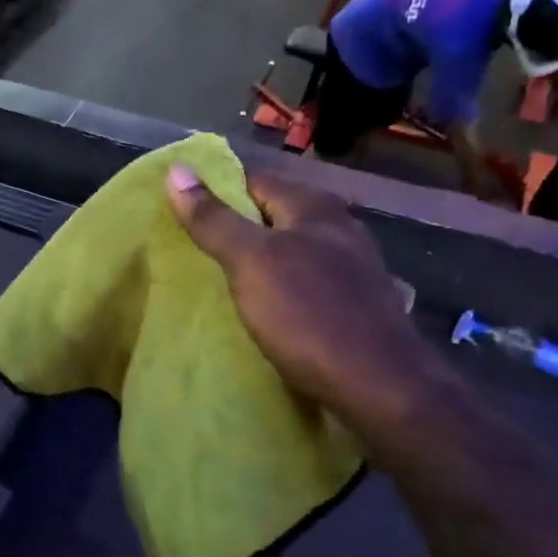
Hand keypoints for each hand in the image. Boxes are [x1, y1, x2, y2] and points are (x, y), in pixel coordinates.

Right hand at [167, 166, 446, 432]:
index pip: (252, 181)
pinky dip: (282, 290)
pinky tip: (266, 312)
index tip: (181, 216)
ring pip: (291, 252)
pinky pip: (307, 284)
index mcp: (314, 206)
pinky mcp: (357, 304)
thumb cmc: (308, 314)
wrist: (380, 387)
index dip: (215, 193)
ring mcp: (353, 267)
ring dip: (259, 264)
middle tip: (194, 253)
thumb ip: (213, 219)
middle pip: (273, 216)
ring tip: (222, 285)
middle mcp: (339, 227)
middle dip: (236, 230)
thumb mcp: (250, 261)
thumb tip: (177, 170)